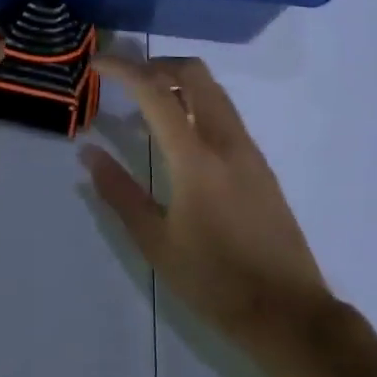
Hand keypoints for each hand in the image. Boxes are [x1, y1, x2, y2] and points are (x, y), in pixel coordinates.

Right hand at [84, 55, 330, 351]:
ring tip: (146, 106)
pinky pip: (223, 111)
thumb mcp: (156, 243)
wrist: (289, 313)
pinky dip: (195, 103)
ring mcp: (247, 148)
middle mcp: (225, 139)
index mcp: (195, 157)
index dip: (123, 69)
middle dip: (155, 64)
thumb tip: (88, 153)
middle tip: (126, 80)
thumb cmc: (215, 281)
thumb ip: (119, 193)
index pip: (154, 91)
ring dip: (177, 81)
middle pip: (193, 72)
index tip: (97, 63)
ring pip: (212, 88)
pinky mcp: (259, 162)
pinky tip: (178, 136)